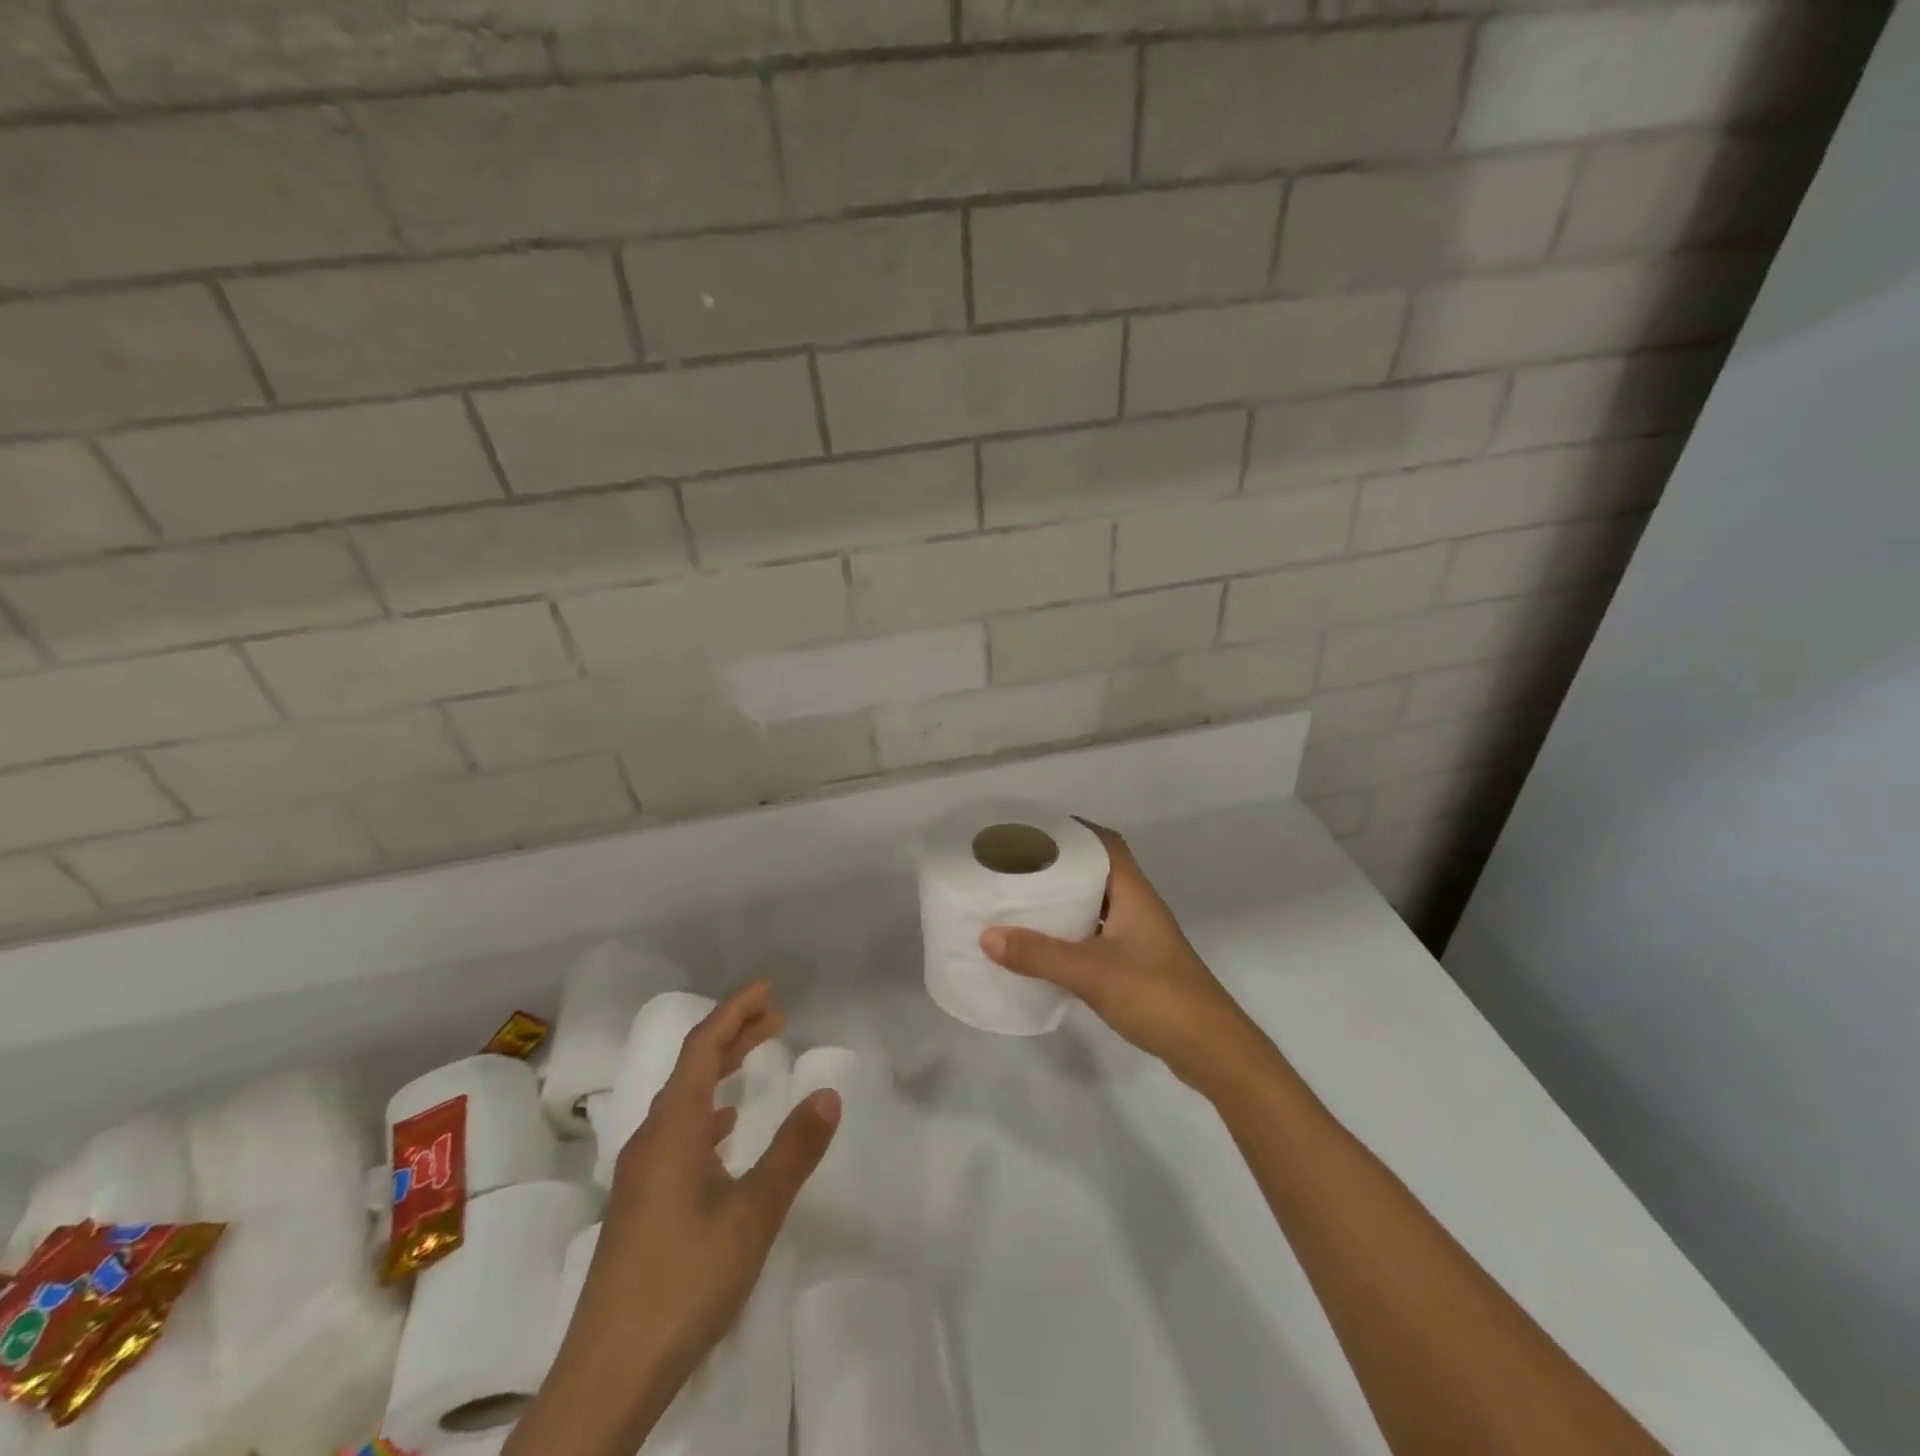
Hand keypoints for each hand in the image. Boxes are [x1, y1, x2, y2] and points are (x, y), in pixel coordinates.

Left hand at [514, 983, 839, 1455]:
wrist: (608, 1375)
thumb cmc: (684, 1280)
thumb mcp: (753, 1214)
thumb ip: (793, 1150)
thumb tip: (828, 1092)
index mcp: (674, 1128)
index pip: (703, 1046)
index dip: (735, 1011)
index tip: (768, 987)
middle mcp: (653, 1138)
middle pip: (692, 1067)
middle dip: (733, 1034)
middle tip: (775, 1016)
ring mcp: (643, 1173)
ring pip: (685, 1100)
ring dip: (721, 1071)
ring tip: (756, 1059)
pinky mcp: (642, 1203)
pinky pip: (679, 1132)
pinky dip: (708, 1112)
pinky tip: (725, 1132)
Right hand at [981, 822, 1270, 1094]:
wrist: (1211, 1050)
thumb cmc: (1157, 996)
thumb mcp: (1092, 973)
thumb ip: (1040, 955)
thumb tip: (987, 935)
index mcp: (1134, 893)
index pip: (1106, 843)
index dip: (1073, 829)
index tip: (1034, 829)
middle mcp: (1138, 907)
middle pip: (1098, 870)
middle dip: (1061, 864)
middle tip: (1018, 865)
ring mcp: (1139, 938)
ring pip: (1097, 904)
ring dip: (1066, 899)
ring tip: (1023, 900)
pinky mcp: (1136, 966)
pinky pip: (1097, 935)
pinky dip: (1072, 933)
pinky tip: (1046, 946)